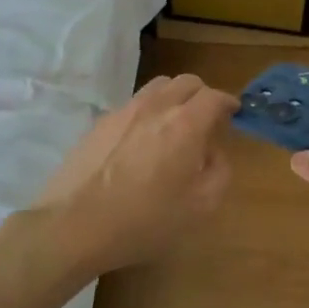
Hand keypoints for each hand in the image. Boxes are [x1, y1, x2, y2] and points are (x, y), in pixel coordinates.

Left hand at [34, 73, 237, 272]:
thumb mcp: (200, 207)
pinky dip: (148, 111)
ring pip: (157, 87)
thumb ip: (218, 172)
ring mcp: (124, 111)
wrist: (74, 225)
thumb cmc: (145, 220)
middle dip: (202, 95)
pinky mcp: (99, 123)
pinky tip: (142, 140)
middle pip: (186, 82)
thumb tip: (214, 152)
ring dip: (174, 97)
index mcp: (186, 124)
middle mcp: (156, 107)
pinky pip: (133, 104)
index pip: (214, 97)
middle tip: (207, 118)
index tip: (234, 113)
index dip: (228, 102)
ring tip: (174, 123)